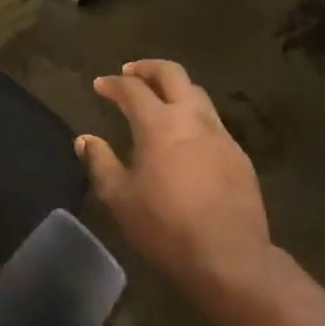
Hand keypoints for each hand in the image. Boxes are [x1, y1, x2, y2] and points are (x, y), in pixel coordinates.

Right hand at [80, 60, 270, 300]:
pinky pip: (213, 122)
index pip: (132, 89)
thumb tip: (85, 139)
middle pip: (172, 74)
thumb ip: (100, 163)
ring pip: (197, 94)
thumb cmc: (166, 227)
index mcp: (159, 124)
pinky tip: (186, 136)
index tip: (100, 85)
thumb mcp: (120, 198)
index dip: (113, 84)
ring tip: (159, 99)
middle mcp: (192, 118)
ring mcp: (220, 135)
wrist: (230, 257)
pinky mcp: (239, 155)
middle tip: (131, 73)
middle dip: (148, 68)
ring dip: (175, 88)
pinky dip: (193, 116)